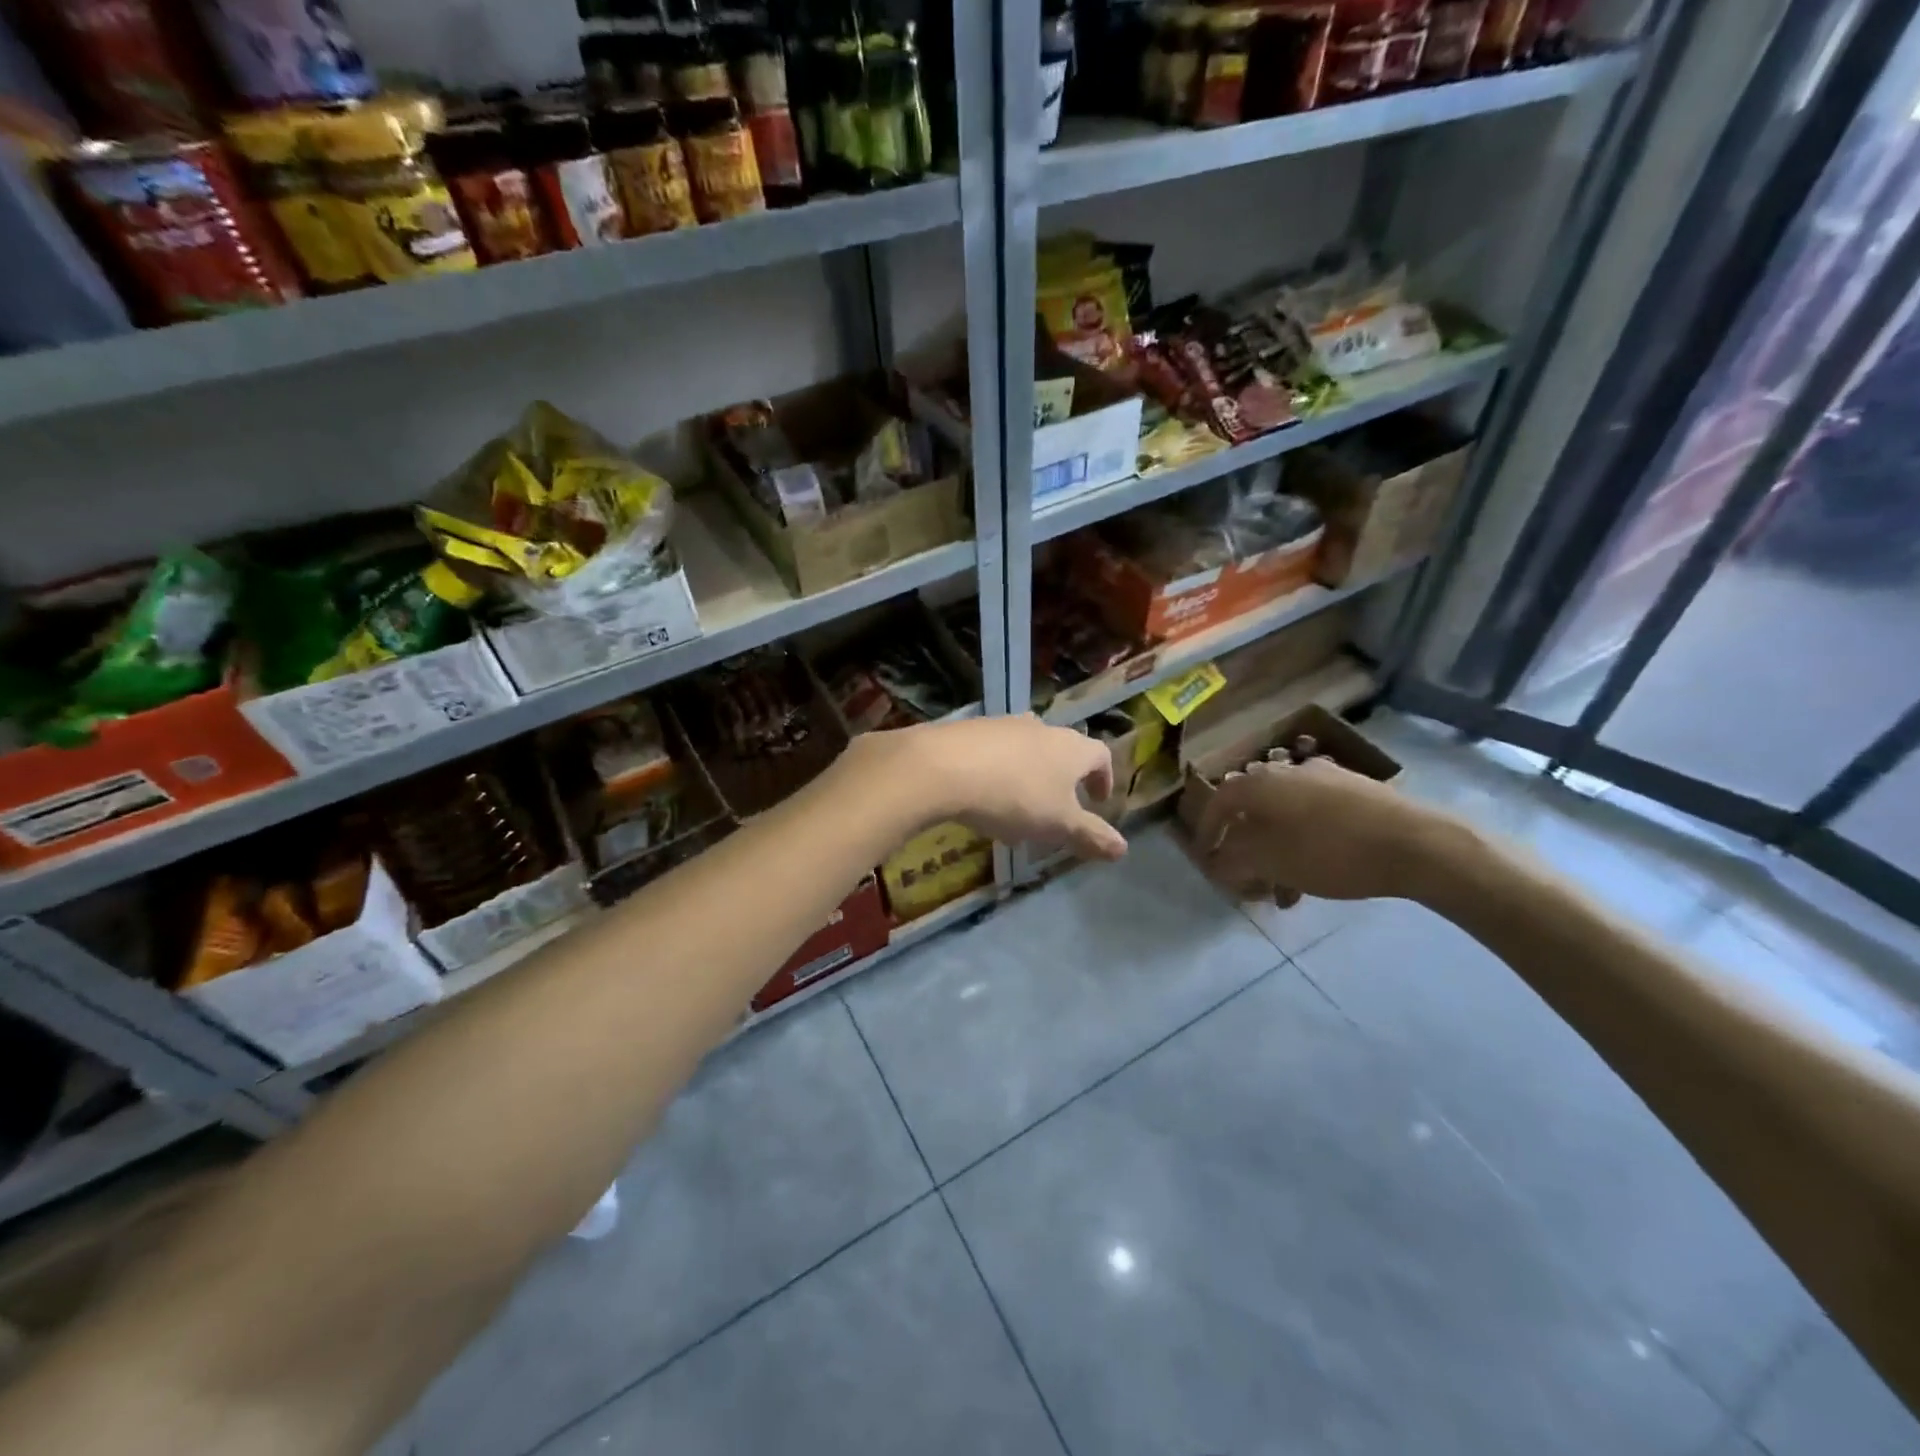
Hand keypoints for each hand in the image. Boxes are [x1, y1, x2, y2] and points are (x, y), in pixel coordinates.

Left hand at [893, 714, 1126, 861]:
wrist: (944, 766)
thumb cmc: (1015, 796)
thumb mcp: (1058, 825)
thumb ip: (1091, 835)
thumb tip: (1123, 848)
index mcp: (1072, 748)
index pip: (1101, 756)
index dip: (1104, 779)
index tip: (1098, 802)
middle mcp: (1042, 728)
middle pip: (1062, 751)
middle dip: (1062, 781)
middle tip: (1055, 811)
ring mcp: (1005, 724)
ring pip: (1027, 750)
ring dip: (1028, 777)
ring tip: (1016, 810)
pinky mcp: (971, 729)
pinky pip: (994, 752)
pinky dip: (997, 772)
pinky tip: (981, 797)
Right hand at [1196, 756, 1461, 904]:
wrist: (1416, 843)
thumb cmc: (1329, 851)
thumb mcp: (1269, 861)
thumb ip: (1233, 860)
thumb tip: (1219, 860)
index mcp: (1260, 783)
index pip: (1218, 803)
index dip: (1206, 833)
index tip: (1207, 860)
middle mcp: (1287, 771)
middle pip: (1253, 811)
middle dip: (1246, 848)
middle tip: (1249, 879)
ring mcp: (1325, 778)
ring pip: (1286, 818)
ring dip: (1277, 851)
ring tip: (1287, 890)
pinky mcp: (1357, 792)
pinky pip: (1315, 818)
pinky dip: (1305, 844)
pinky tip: (1319, 874)